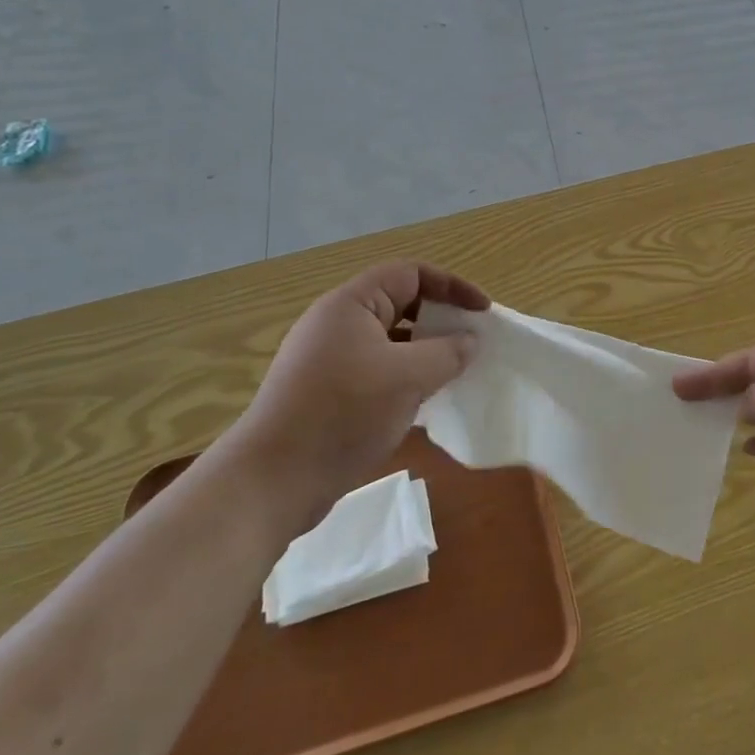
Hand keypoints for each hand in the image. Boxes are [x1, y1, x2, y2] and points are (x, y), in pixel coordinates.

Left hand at [237, 262, 488, 507]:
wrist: (272, 481)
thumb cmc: (343, 413)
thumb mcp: (407, 378)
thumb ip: (447, 353)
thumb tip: (470, 340)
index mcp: (351, 304)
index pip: (411, 274)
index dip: (452, 286)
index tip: (482, 312)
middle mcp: (337, 323)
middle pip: (400, 304)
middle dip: (439, 319)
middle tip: (471, 343)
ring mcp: (328, 359)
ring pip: (389, 341)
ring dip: (424, 352)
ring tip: (454, 373)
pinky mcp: (326, 392)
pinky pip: (376, 370)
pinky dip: (404, 377)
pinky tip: (423, 402)